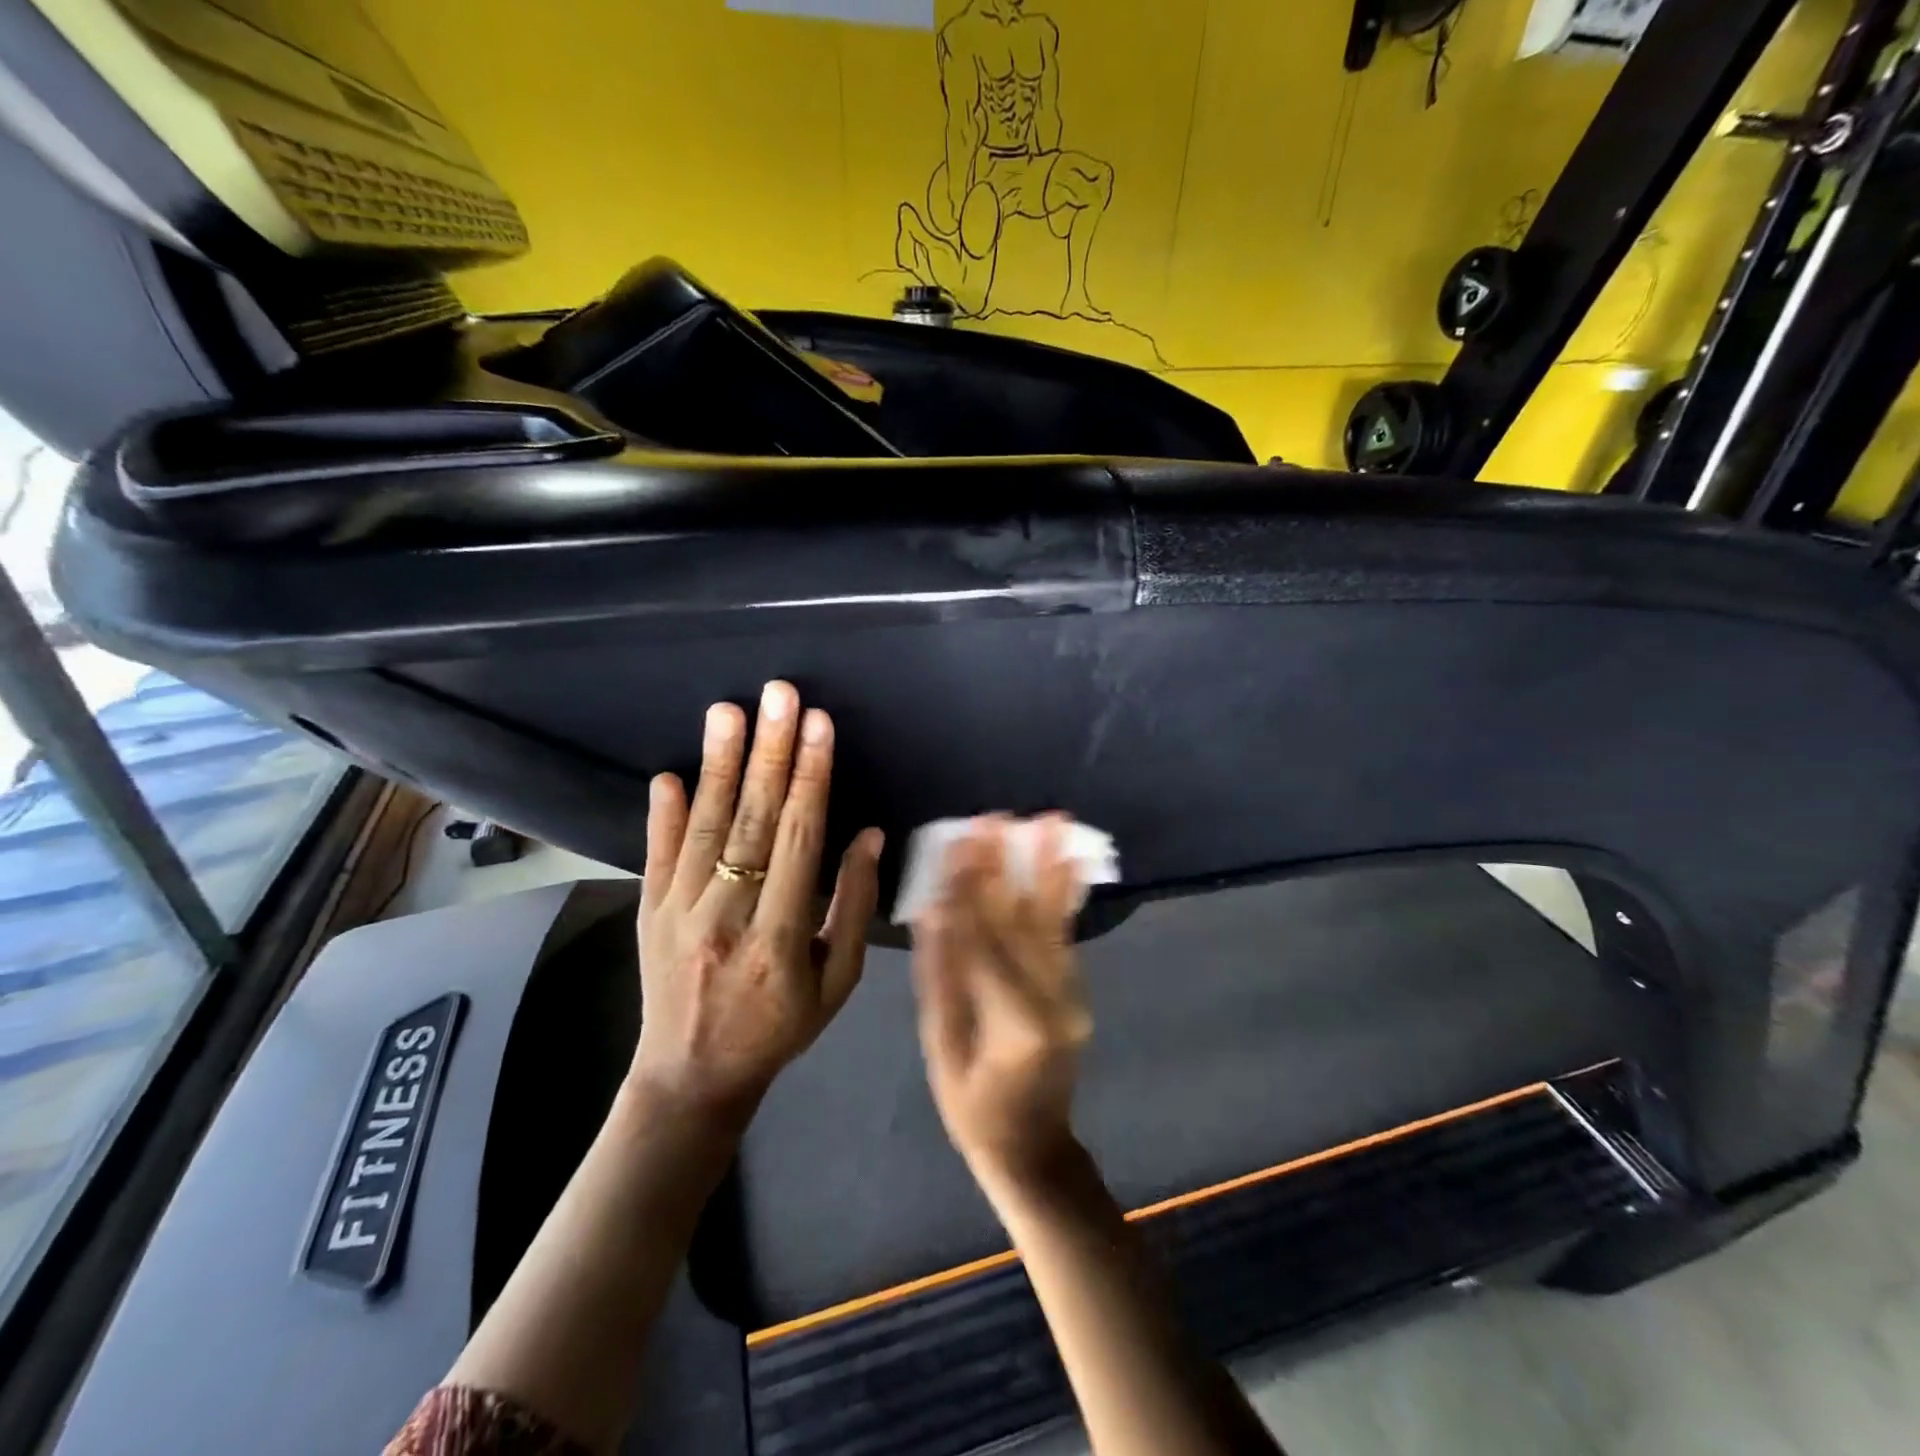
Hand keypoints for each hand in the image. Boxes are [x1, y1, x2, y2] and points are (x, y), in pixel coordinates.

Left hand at [633, 681, 883, 1120]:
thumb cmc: (779, 1028)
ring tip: (728, 711)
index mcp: (778, 937)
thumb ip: (852, 907)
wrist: (691, 1077)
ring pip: (704, 827)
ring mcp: (678, 912)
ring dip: (719, 764)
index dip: (811, 778)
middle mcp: (725, 916)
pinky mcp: (649, 912)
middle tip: (779, 695)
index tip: (819, 726)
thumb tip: (868, 836)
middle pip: (752, 821)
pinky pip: (656, 855)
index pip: (798, 840)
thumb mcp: (837, 982)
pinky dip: (663, 814)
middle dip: (770, 752)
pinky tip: (669, 774)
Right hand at [911, 816, 1092, 1192]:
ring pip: (1053, 921)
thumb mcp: (941, 1046)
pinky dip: (1065, 892)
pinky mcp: (1078, 989)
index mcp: (1011, 1023)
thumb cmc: (972, 1107)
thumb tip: (933, 908)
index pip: (983, 941)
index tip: (960, 841)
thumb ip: (941, 976)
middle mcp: (1052, 1002)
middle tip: (995, 816)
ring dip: (1048, 866)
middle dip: (1006, 865)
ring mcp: (1073, 995)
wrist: (1035, 1148)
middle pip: (1021, 922)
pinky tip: (1066, 858)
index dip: (969, 889)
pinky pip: (1067, 934)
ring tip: (1051, 819)